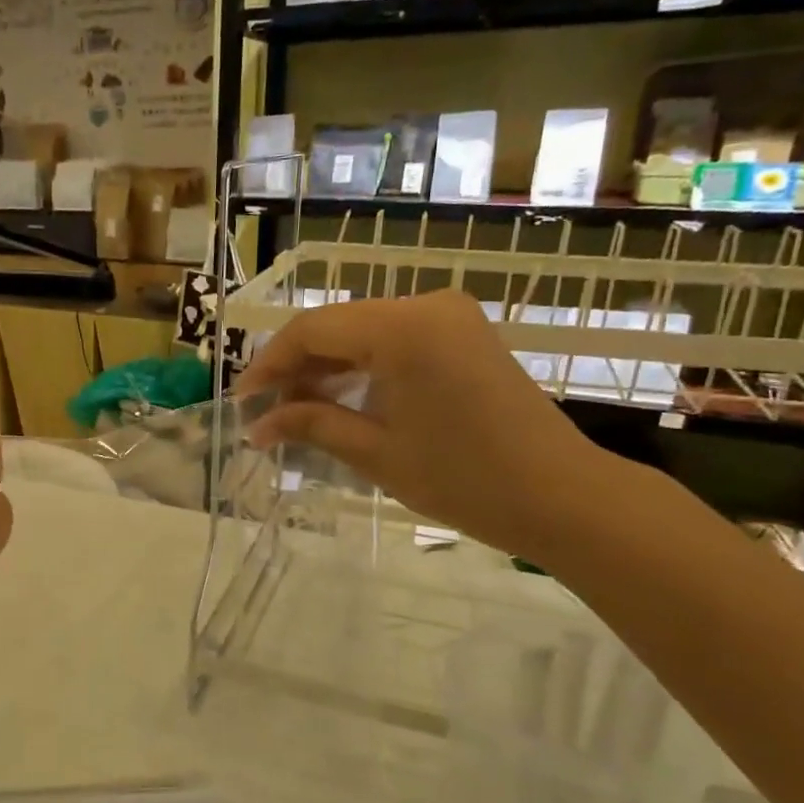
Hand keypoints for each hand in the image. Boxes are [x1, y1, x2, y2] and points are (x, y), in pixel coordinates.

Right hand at [236, 290, 617, 561]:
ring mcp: (449, 317)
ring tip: (294, 411)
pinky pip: (394, 340)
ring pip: (363, 332)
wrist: (562, 496)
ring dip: (326, 368)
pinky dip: (361, 368)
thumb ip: (311, 425)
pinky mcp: (462, 335)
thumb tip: (257, 426)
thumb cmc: (465, 479)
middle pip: (336, 325)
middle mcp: (426, 306)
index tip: (241, 401)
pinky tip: (339, 400)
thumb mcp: (376, 453)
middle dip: (295, 367)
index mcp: (403, 328)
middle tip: (264, 411)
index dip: (269, 364)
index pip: (313, 329)